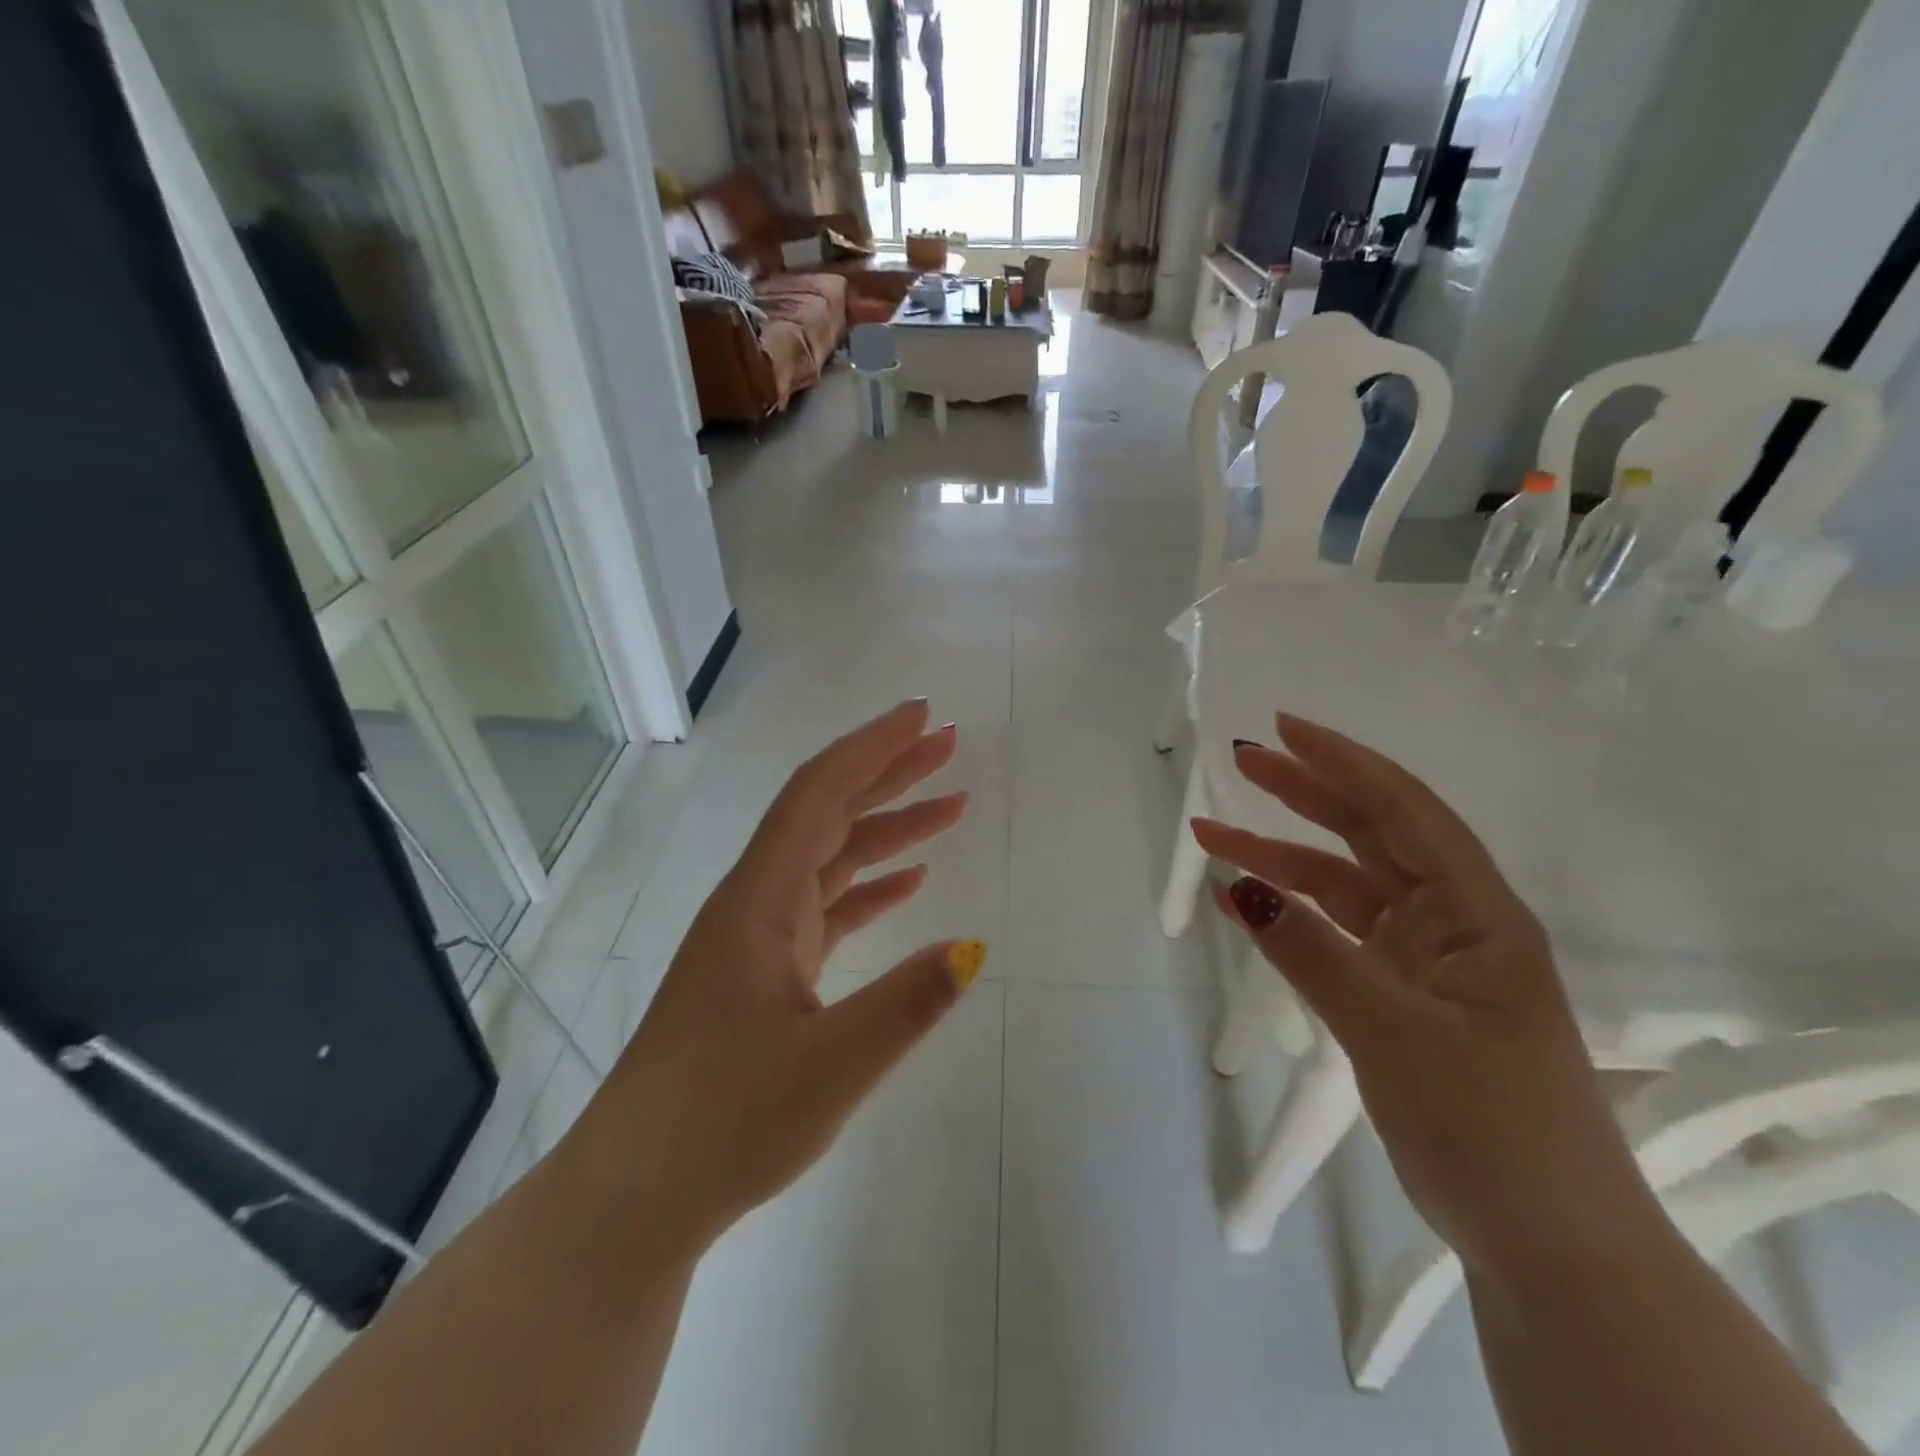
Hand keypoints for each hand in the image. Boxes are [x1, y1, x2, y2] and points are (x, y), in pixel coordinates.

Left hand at [562, 700, 983, 1261]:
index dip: (870, 748)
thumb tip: (974, 948)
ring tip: (952, 808)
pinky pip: (825, 908)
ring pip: (830, 860)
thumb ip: (906, 1005)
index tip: (920, 715)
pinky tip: (907, 882)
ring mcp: (758, 939)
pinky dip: (869, 886)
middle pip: (827, 814)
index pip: (818, 795)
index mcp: (758, 901)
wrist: (635, 1195)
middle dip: (888, 773)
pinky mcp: (764, 973)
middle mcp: (755, 903)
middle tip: (948, 744)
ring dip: (887, 830)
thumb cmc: (722, 1125)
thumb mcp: (829, 1068)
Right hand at [1193, 715, 1659, 1283]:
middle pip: (1371, 834)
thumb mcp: (1391, 1032)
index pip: (1404, 812)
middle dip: (1306, 792)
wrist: (1546, 1242)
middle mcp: (1452, 922)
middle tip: (1242, 759)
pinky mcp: (1398, 992)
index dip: (1344, 763)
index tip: (1282, 730)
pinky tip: (1240, 902)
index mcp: (1478, 914)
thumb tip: (1241, 890)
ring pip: (1342, 883)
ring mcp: (1423, 958)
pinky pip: (1333, 934)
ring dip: (1279, 856)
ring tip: (1211, 834)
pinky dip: (1288, 915)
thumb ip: (1312, 954)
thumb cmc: (1488, 1126)